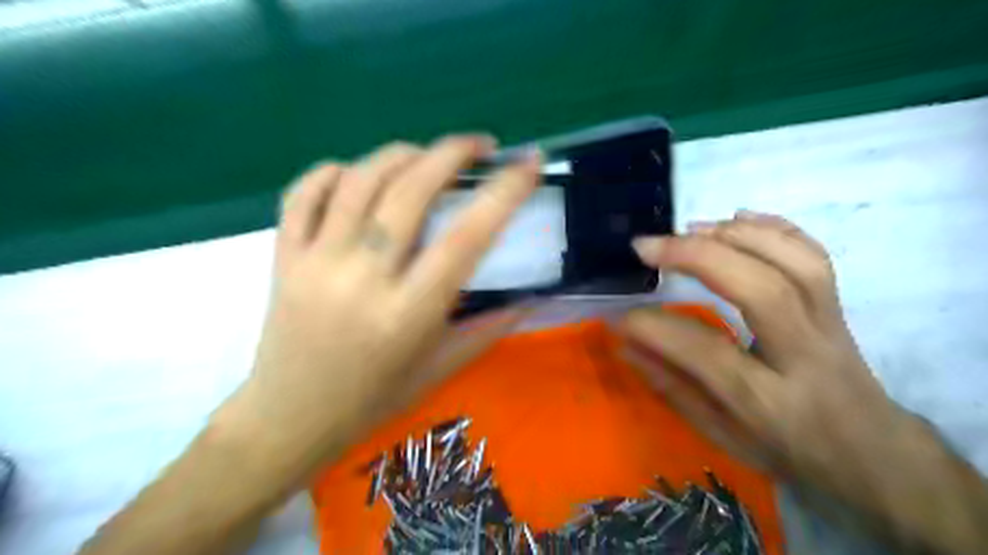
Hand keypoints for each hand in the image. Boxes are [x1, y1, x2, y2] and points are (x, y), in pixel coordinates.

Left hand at [223, 134, 539, 466]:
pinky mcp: (283, 258)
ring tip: (426, 155)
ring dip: (400, 153)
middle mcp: (362, 279)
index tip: (528, 163)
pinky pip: (302, 194)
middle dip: (452, 153)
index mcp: (408, 314)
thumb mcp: (440, 369)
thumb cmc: (373, 400)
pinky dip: (332, 171)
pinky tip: (356, 172)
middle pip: (409, 191)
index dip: (503, 194)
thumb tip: (531, 299)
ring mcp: (315, 263)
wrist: (288, 420)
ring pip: (358, 180)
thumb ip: (489, 329)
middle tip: (479, 145)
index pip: (465, 238)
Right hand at [619, 213, 923, 510]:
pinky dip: (774, 227)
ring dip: (733, 236)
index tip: (618, 315)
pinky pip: (816, 255)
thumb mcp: (723, 437)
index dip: (654, 327)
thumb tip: (626, 344)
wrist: (874, 455)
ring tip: (688, 230)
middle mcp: (805, 357)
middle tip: (646, 247)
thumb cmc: (790, 452)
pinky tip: (737, 219)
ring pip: (795, 263)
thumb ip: (672, 388)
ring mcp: (829, 326)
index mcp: (770, 403)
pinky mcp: (839, 307)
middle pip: (761, 290)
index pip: (705, 352)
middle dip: (696, 257)